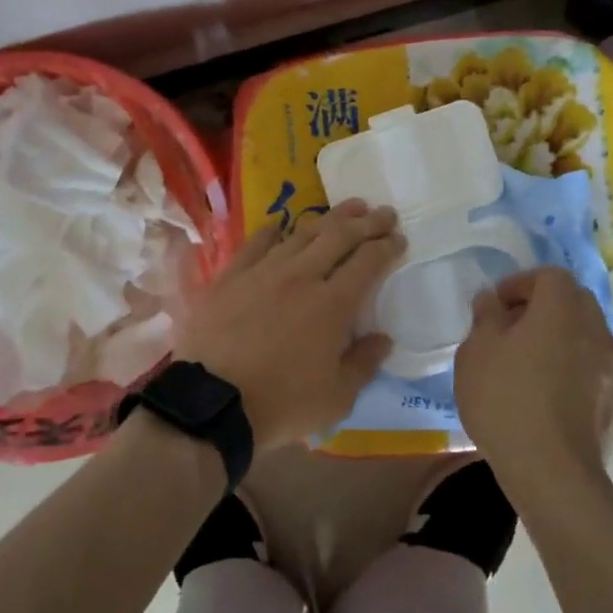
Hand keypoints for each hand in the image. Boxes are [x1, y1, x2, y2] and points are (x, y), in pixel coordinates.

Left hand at [176, 201, 403, 450]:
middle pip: (339, 237)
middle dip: (366, 222)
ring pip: (302, 233)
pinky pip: (256, 243)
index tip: (399, 239)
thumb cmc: (281, 404)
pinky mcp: (230, 277)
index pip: (368, 262)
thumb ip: (364, 364)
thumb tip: (383, 338)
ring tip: (347, 208)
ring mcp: (263, 272)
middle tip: (384, 212)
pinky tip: (281, 223)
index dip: (387, 247)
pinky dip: (272, 230)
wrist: (212, 403)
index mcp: (333, 304)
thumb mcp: (337, 398)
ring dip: (329, 218)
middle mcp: (301, 277)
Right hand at [454, 266, 612, 501]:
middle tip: (512, 331)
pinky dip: (575, 371)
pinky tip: (551, 397)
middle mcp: (596, 330)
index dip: (521, 283)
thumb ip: (486, 316)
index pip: (549, 275)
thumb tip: (492, 299)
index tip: (497, 305)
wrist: (552, 472)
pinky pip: (595, 371)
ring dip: (562, 340)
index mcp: (562, 309)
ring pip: (588, 337)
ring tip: (531, 366)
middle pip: (574, 302)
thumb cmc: (506, 401)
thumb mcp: (476, 352)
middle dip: (544, 308)